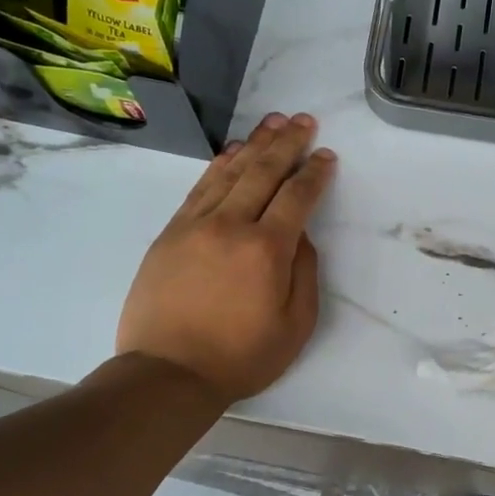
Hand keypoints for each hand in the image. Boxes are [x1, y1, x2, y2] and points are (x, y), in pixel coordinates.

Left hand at [117, 112, 335, 402]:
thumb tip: (299, 235)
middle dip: (287, 143)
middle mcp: (231, 225)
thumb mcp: (295, 325)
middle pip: (263, 172)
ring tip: (272, 123)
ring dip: (254, 144)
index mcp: (267, 249)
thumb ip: (303, 273)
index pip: (297, 197)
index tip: (326, 155)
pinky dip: (219, 166)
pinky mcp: (170, 234)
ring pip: (229, 173)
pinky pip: (199, 188)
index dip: (315, 173)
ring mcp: (195, 225)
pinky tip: (232, 153)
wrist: (168, 373)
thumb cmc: (241, 357)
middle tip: (303, 121)